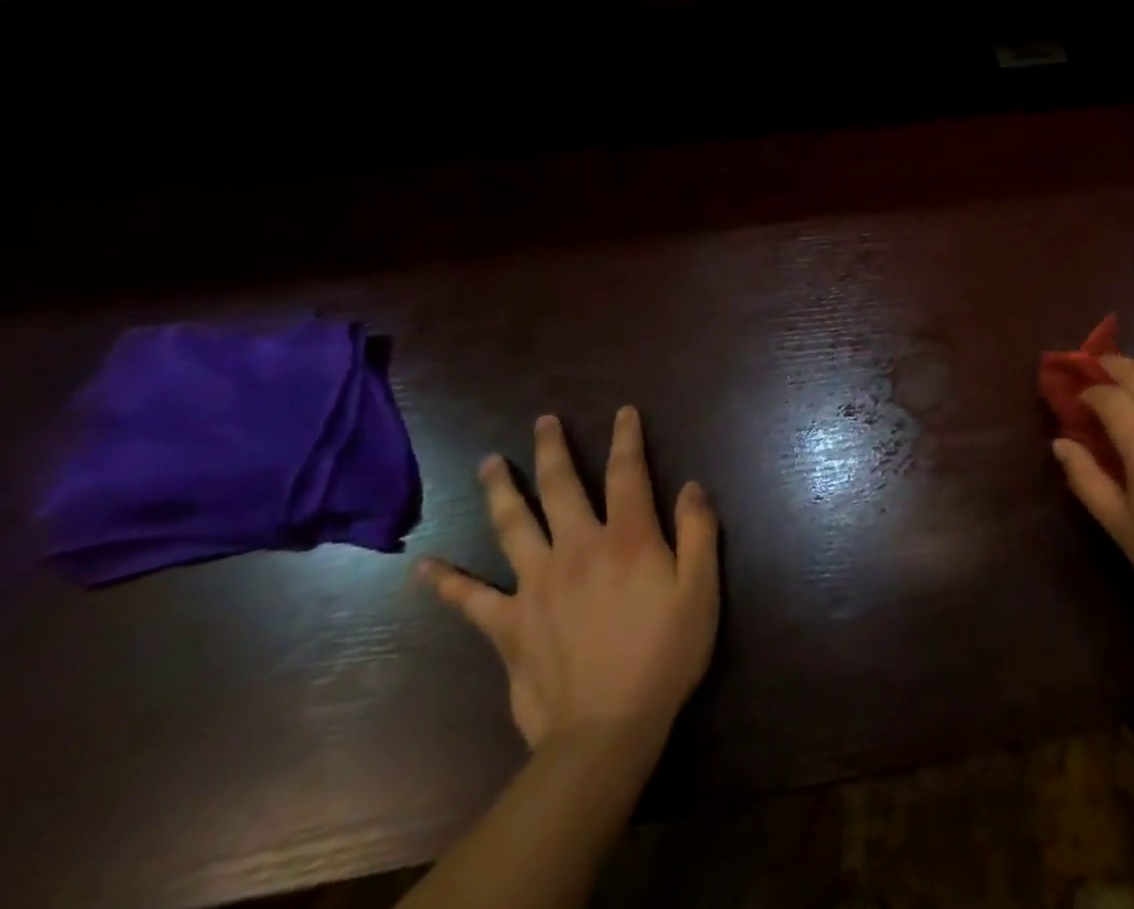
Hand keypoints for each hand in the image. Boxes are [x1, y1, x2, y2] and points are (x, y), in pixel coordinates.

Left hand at [419, 408, 719, 750]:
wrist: (606, 729)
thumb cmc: (664, 654)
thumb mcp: (701, 589)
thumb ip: (699, 531)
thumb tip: (690, 485)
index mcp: (627, 537)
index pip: (627, 473)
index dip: (626, 438)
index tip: (623, 412)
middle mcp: (577, 548)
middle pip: (561, 486)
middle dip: (553, 450)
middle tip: (543, 421)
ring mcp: (536, 585)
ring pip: (512, 525)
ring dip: (501, 490)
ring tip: (490, 463)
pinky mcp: (508, 625)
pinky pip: (471, 599)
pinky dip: (447, 582)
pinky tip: (425, 567)